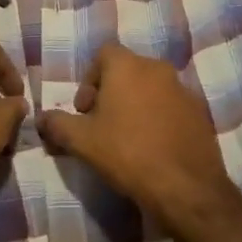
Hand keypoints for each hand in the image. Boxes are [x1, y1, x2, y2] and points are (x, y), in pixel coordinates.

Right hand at [36, 43, 241, 228]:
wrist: (185, 186)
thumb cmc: (127, 153)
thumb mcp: (81, 141)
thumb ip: (57, 124)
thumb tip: (41, 118)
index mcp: (128, 66)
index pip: (103, 54)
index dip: (88, 80)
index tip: (84, 110)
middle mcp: (158, 68)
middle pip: (127, 71)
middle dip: (111, 93)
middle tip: (101, 125)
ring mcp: (183, 89)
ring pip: (151, 88)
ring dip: (136, 105)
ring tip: (127, 139)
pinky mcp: (200, 112)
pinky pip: (171, 106)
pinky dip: (159, 118)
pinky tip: (153, 147)